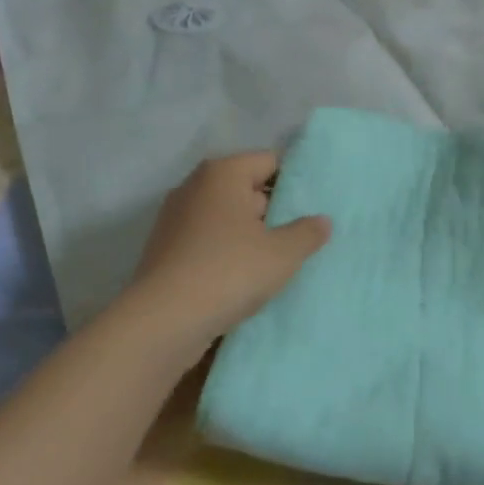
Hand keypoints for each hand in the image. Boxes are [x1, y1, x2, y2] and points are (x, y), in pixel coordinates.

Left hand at [130, 152, 330, 346]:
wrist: (162, 323)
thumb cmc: (228, 271)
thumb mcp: (282, 253)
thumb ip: (307, 233)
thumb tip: (322, 221)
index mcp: (223, 173)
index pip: (269, 161)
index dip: (294, 182)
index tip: (314, 207)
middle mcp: (195, 186)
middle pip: (246, 189)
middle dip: (273, 210)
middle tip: (301, 236)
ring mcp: (175, 219)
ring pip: (226, 218)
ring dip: (249, 235)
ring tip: (276, 261)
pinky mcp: (165, 250)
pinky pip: (207, 242)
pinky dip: (226, 253)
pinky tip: (243, 279)